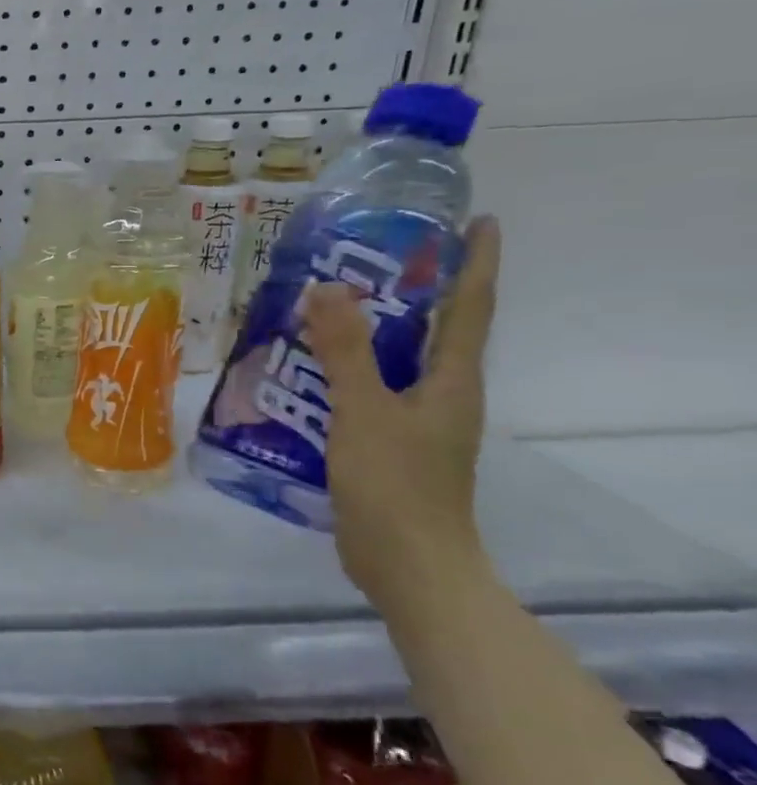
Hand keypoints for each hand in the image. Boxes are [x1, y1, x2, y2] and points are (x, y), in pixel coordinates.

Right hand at [304, 217, 500, 608]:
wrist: (407, 564)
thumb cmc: (395, 484)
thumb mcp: (365, 411)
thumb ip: (344, 351)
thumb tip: (328, 288)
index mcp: (453, 381)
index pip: (470, 308)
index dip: (477, 262)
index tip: (480, 220)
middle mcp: (443, 395)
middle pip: (436, 330)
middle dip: (417, 290)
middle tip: (374, 255)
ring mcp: (417, 422)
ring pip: (397, 361)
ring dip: (371, 330)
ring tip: (325, 306)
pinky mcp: (389, 444)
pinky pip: (370, 390)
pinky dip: (345, 369)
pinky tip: (305, 370)